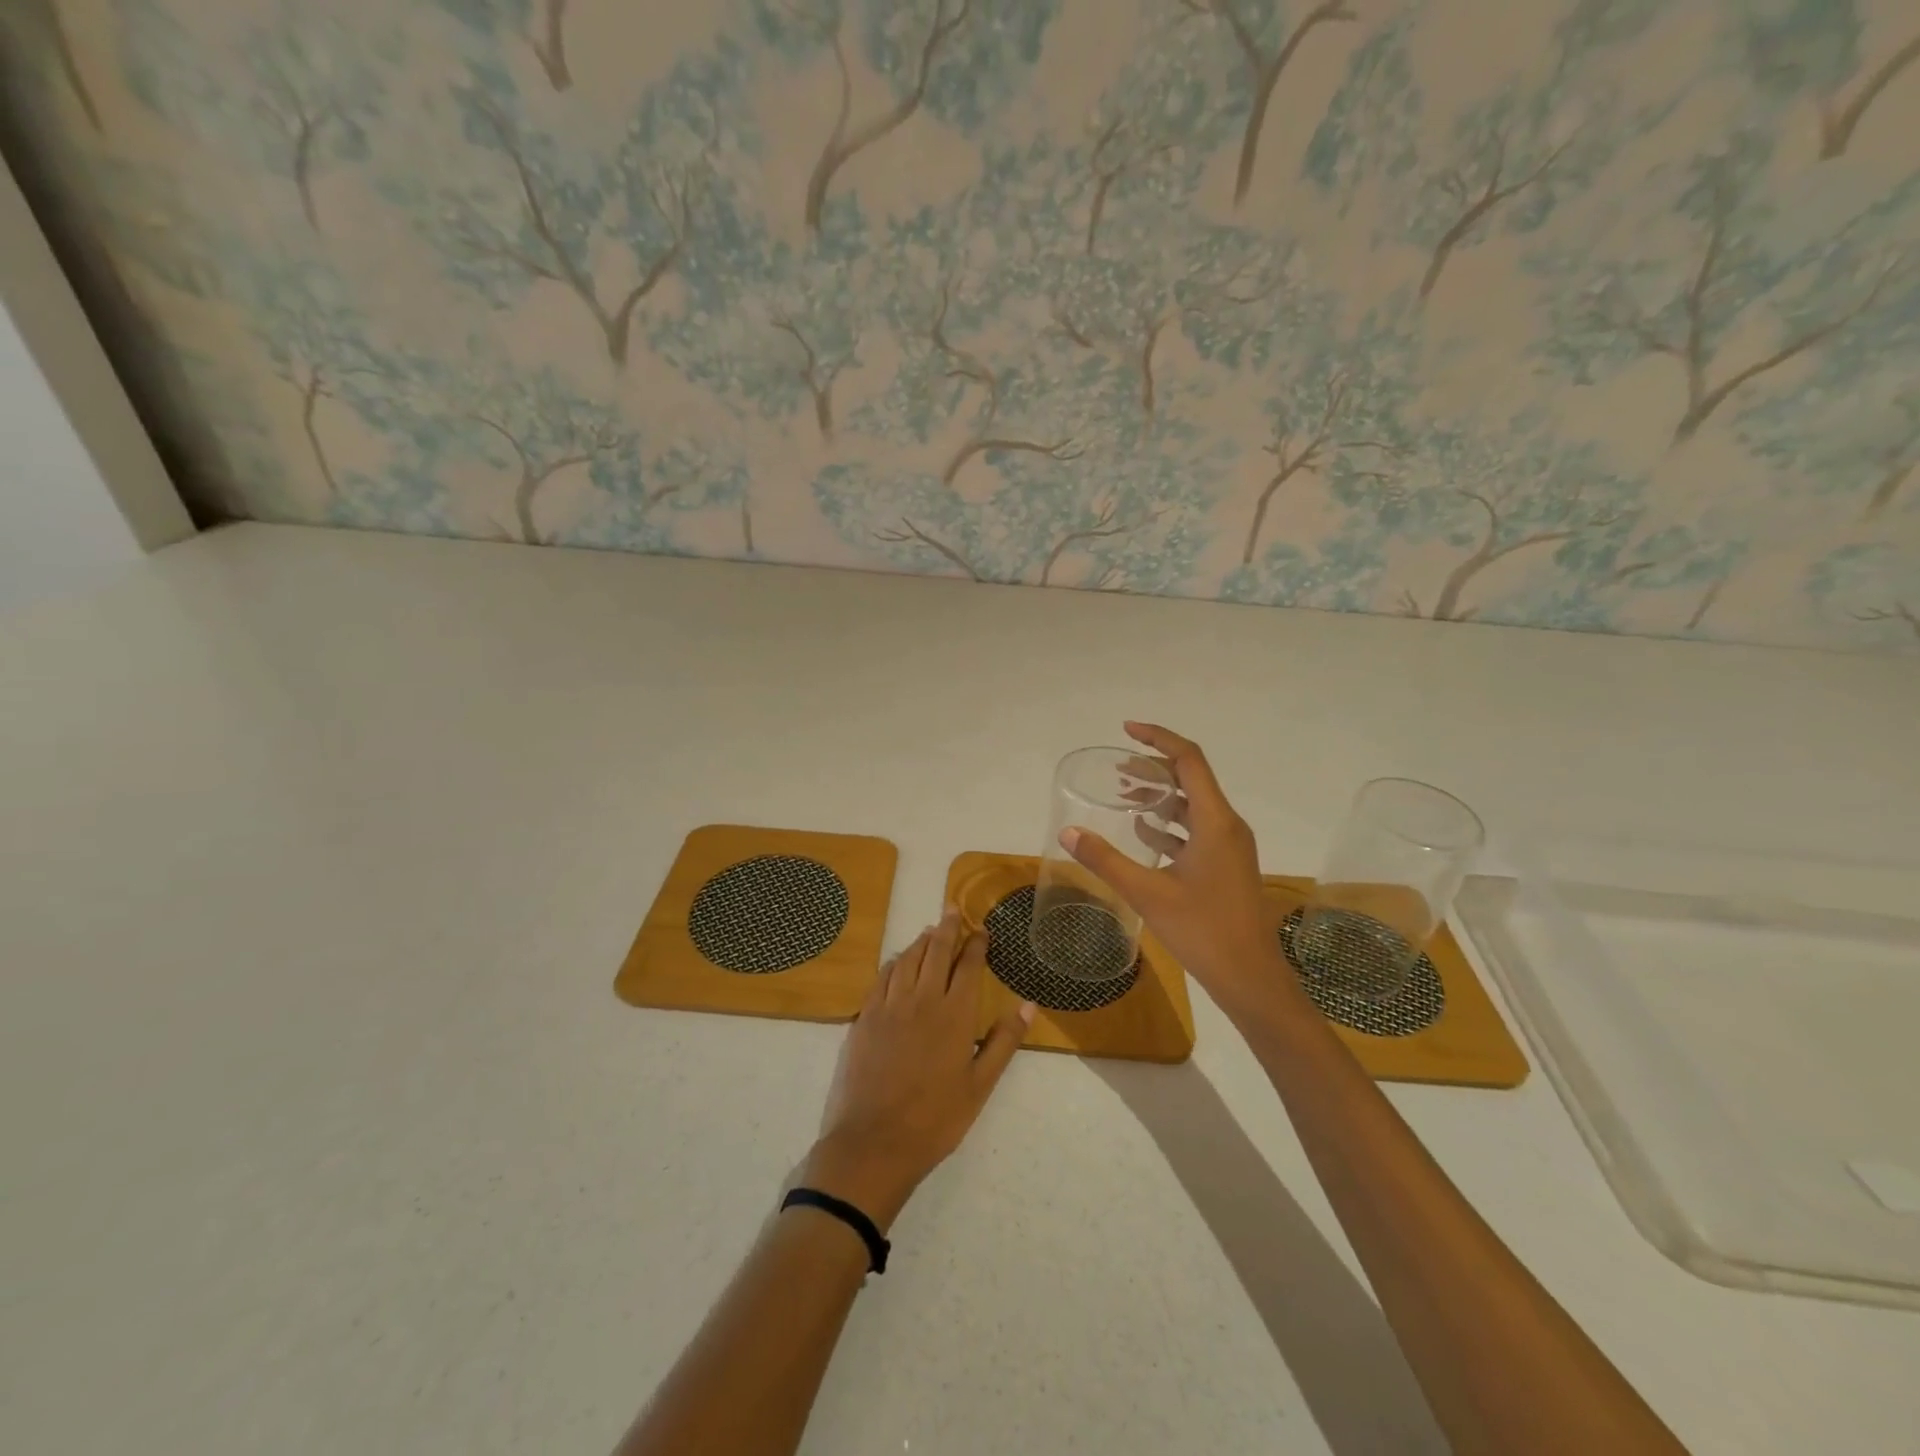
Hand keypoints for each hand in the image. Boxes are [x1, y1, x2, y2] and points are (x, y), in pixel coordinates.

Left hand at [802, 913, 1031, 1230]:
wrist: (874, 1142)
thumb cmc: (935, 1119)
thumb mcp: (980, 1086)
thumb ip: (1003, 1041)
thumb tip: (1027, 1004)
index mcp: (955, 1014)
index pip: (969, 966)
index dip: (976, 944)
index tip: (981, 929)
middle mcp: (922, 999)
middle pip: (936, 951)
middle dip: (947, 928)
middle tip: (952, 909)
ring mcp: (889, 1005)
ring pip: (907, 959)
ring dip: (921, 941)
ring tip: (929, 931)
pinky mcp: (865, 1017)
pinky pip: (882, 977)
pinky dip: (895, 962)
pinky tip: (898, 962)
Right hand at [1061, 722, 1290, 1012]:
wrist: (1250, 978)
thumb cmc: (1203, 930)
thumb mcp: (1147, 892)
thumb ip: (1105, 860)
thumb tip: (1068, 832)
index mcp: (1215, 821)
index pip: (1188, 760)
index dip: (1158, 739)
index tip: (1126, 729)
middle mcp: (1227, 826)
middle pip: (1191, 778)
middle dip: (1154, 767)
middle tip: (1117, 768)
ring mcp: (1229, 847)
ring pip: (1193, 805)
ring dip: (1160, 796)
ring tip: (1124, 794)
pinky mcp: (1226, 866)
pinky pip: (1196, 830)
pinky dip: (1169, 823)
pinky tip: (1143, 831)